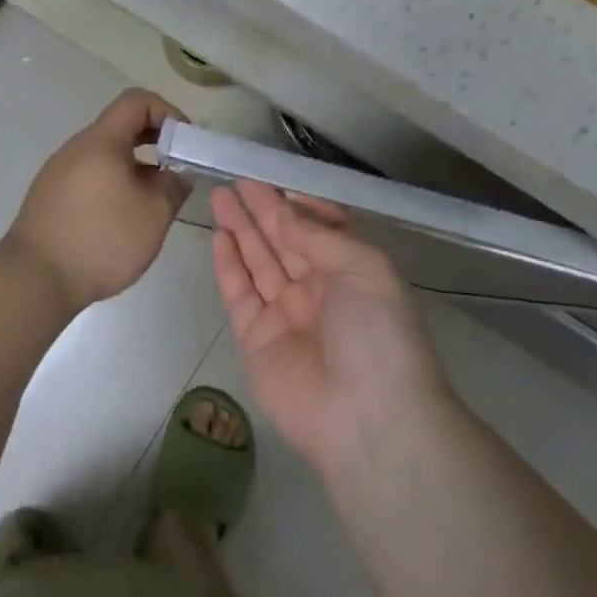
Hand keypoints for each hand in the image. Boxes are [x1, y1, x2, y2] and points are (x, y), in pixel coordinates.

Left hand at [4, 89, 191, 313]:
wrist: (34, 280)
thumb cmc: (101, 240)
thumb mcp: (154, 215)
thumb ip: (174, 186)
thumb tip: (178, 173)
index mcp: (101, 141)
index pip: (137, 100)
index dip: (167, 112)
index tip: (184, 143)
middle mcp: (76, 148)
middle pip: (120, 126)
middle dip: (155, 141)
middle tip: (176, 169)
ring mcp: (58, 172)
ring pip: (105, 154)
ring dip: (135, 166)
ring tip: (152, 200)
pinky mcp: (50, 196)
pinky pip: (89, 175)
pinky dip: (113, 183)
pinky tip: (121, 218)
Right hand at [210, 180, 450, 477]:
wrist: (368, 417)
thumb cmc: (377, 332)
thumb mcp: (363, 267)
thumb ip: (317, 235)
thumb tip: (283, 211)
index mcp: (351, 270)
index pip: (319, 227)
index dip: (296, 203)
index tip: (272, 178)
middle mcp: (319, 288)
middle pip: (284, 240)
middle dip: (261, 210)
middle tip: (236, 181)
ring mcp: (286, 314)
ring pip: (259, 261)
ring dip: (241, 229)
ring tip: (221, 197)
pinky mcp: (257, 339)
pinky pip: (240, 293)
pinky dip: (229, 265)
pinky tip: (219, 236)